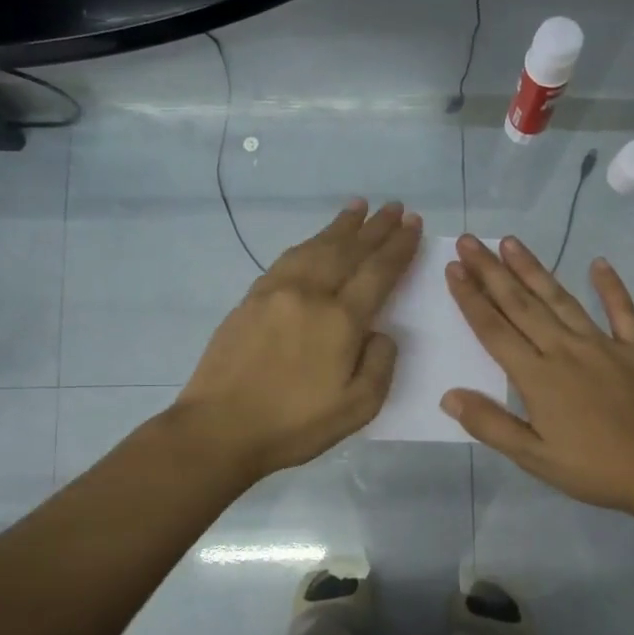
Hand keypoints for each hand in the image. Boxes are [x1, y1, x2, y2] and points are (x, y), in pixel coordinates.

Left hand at [175, 200, 420, 480]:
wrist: (220, 427)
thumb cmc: (294, 425)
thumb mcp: (358, 407)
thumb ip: (380, 364)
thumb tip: (380, 332)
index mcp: (340, 320)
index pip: (378, 272)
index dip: (399, 247)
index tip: (414, 225)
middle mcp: (310, 294)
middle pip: (348, 250)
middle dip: (376, 227)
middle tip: (395, 207)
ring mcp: (276, 291)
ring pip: (316, 247)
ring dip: (341, 226)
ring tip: (359, 207)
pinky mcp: (251, 298)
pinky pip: (289, 258)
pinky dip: (309, 242)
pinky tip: (315, 241)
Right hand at [442, 235, 633, 518]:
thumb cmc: (595, 468)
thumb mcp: (534, 457)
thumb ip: (491, 425)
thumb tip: (449, 395)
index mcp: (537, 376)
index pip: (494, 329)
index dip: (470, 299)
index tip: (453, 269)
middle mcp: (565, 349)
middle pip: (521, 304)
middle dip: (491, 271)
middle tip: (470, 241)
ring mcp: (603, 344)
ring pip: (561, 298)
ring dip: (534, 269)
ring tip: (511, 242)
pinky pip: (622, 309)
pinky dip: (611, 285)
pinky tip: (599, 263)